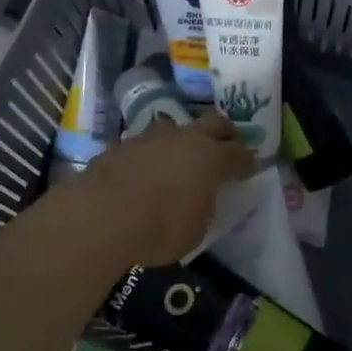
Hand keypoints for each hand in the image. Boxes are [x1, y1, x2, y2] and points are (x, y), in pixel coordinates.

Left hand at [77, 113, 254, 266]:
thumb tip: (198, 198)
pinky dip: (149, 156)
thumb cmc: (160, 228)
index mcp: (209, 157)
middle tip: (226, 145)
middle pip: (212, 122)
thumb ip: (202, 206)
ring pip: (173, 129)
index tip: (249, 166)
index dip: (247, 159)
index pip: (238, 152)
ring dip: (181, 141)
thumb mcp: (195, 228)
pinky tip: (144, 172)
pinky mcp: (119, 146)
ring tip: (179, 158)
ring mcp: (148, 138)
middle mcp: (182, 138)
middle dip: (223, 133)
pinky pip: (143, 146)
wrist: (101, 217)